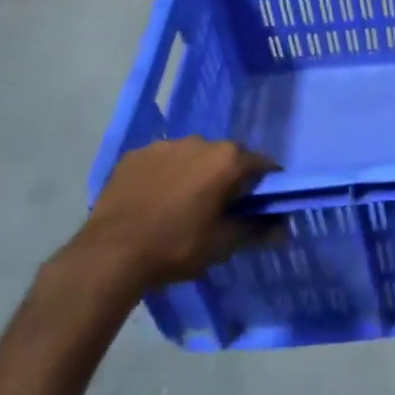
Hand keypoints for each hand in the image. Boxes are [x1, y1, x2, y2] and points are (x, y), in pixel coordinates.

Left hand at [63, 137, 274, 292]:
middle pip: (226, 157)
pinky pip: (161, 161)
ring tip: (182, 205)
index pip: (262, 165)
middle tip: (219, 208)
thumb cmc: (177, 247)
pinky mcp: (135, 154)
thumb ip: (257, 230)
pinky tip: (154, 200)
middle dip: (228, 177)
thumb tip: (284, 229)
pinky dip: (165, 175)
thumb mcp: (223, 244)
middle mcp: (200, 141)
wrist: (111, 254)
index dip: (265, 185)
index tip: (259, 206)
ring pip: (192, 156)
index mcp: (227, 160)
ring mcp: (164, 144)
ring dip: (194, 173)